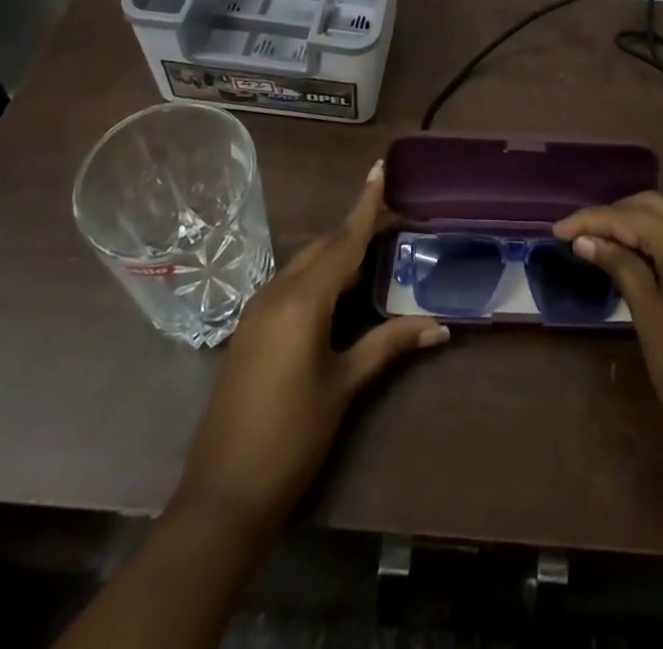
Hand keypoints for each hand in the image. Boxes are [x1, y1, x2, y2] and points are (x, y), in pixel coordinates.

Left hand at [172, 163, 447, 534]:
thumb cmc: (292, 436)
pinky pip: (290, 283)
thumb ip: (389, 345)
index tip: (380, 168)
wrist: (223, 494)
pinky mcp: (250, 328)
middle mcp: (277, 292)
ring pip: (305, 263)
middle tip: (393, 217)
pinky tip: (337, 288)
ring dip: (337, 251)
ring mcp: (258, 309)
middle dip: (356, 228)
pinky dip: (318, 274)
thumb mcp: (344, 385)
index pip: (344, 240)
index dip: (366, 204)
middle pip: (324, 246)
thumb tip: (439, 325)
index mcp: (303, 299)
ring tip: (373, 247)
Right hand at [553, 191, 662, 470]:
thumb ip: (619, 265)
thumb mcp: (647, 312)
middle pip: (655, 208)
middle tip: (581, 236)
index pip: (628, 217)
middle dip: (616, 216)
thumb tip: (586, 239)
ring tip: (613, 240)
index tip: (557, 231)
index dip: (590, 221)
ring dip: (646, 223)